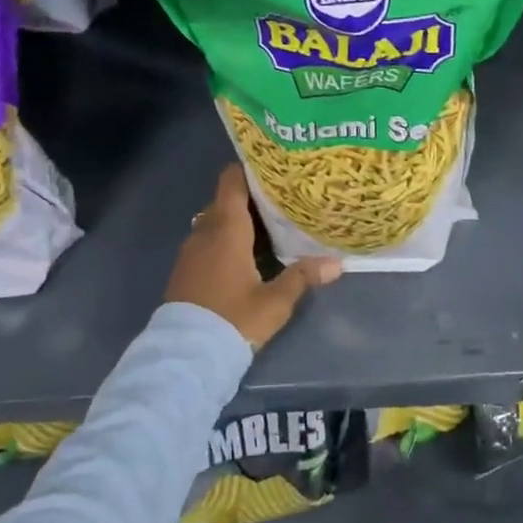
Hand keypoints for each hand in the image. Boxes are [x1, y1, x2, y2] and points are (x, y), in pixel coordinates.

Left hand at [165, 165, 341, 348]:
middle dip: (250, 197)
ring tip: (267, 224)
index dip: (249, 170)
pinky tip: (244, 253)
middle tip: (281, 198)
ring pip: (215, 221)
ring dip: (236, 220)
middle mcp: (205, 232)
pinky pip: (206, 240)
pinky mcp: (184, 269)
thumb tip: (337, 263)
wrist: (186, 354)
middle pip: (225, 200)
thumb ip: (303, 277)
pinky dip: (223, 238)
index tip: (272, 168)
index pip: (231, 182)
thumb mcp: (275, 302)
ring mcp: (190, 251)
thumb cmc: (233, 319)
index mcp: (226, 230)